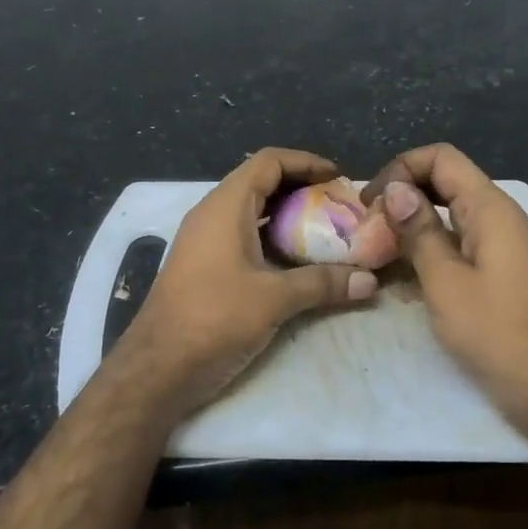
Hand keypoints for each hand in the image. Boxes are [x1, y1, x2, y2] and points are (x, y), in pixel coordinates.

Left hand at [120, 148, 377, 420]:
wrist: (158, 366)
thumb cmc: (214, 318)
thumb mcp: (275, 299)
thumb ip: (323, 283)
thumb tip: (369, 281)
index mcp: (226, 206)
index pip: (269, 161)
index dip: (306, 162)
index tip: (338, 178)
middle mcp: (212, 214)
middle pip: (261, 183)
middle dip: (302, 189)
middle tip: (337, 207)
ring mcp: (204, 240)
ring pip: (252, 212)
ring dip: (287, 216)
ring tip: (324, 232)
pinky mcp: (204, 265)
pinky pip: (243, 236)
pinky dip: (272, 239)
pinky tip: (296, 261)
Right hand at [363, 144, 527, 433]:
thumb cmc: (497, 334)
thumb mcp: (446, 282)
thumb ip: (419, 232)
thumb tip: (394, 189)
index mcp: (491, 210)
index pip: (442, 158)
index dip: (401, 169)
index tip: (370, 204)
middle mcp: (501, 219)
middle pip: (446, 183)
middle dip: (403, 197)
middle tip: (368, 228)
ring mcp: (505, 247)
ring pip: (451, 216)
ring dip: (414, 226)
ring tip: (378, 251)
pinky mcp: (503, 273)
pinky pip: (461, 244)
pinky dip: (432, 250)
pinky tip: (406, 277)